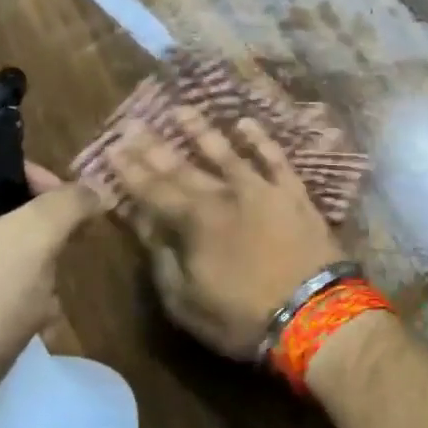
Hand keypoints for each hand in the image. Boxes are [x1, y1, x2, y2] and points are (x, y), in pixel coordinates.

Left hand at [0, 161, 101, 407]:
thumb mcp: (25, 245)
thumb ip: (65, 205)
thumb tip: (93, 191)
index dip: (31, 176)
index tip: (67, 206)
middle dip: (33, 240)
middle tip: (55, 262)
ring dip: (26, 277)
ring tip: (43, 307)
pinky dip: (4, 307)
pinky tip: (27, 329)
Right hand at [106, 108, 342, 358]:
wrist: (315, 315)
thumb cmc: (244, 317)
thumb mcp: (187, 303)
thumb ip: (163, 261)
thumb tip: (147, 226)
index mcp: (195, 223)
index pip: (153, 191)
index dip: (131, 171)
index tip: (112, 148)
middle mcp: (224, 196)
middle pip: (183, 167)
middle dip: (155, 147)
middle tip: (133, 123)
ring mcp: (261, 190)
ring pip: (226, 153)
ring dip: (201, 131)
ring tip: (182, 109)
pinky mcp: (294, 193)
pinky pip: (274, 159)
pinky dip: (260, 140)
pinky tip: (245, 123)